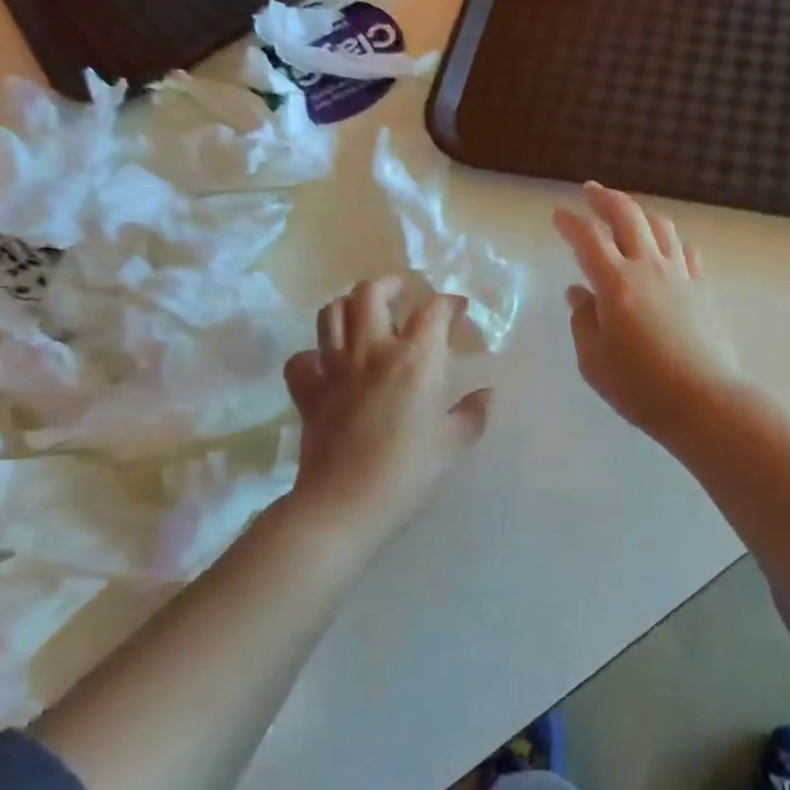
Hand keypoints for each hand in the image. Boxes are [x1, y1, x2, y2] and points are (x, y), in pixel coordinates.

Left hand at [281, 279, 491, 547]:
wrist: (344, 505)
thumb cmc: (407, 473)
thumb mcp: (452, 444)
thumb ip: (472, 414)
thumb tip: (487, 394)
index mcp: (415, 360)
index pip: (434, 310)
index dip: (450, 303)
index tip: (459, 312)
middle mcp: (372, 352)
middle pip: (371, 292)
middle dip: (392, 284)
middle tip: (406, 295)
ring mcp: (334, 369)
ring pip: (332, 313)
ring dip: (351, 306)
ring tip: (367, 316)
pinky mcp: (308, 392)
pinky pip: (302, 359)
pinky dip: (314, 354)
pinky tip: (329, 363)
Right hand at [553, 183, 743, 443]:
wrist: (705, 401)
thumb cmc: (640, 387)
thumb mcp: (594, 360)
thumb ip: (583, 321)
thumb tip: (579, 293)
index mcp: (615, 283)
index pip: (588, 238)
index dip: (570, 222)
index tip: (558, 215)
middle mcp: (648, 267)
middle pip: (628, 216)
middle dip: (606, 199)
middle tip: (592, 191)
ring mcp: (681, 275)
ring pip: (661, 226)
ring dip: (640, 213)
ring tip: (628, 214)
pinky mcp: (704, 289)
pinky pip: (687, 252)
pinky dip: (672, 242)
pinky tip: (668, 249)